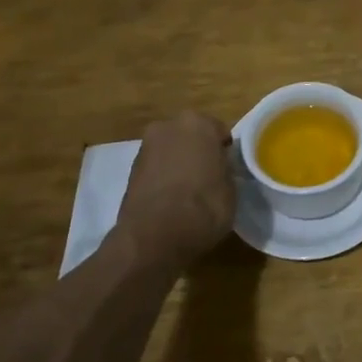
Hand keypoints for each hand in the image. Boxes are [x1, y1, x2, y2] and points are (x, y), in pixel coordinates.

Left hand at [116, 112, 234, 266]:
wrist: (154, 238)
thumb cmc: (204, 207)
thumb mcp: (231, 188)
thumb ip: (224, 169)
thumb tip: (219, 169)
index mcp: (198, 123)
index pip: (219, 131)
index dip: (224, 150)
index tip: (228, 168)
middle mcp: (168, 127)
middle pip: (190, 136)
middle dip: (198, 151)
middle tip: (209, 176)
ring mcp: (145, 148)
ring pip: (170, 151)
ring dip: (178, 164)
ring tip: (189, 192)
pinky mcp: (129, 171)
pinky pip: (156, 168)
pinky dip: (163, 178)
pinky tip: (171, 200)